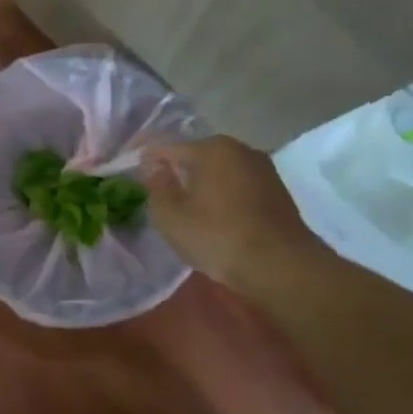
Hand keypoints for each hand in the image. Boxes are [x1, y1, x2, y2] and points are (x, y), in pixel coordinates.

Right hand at [140, 136, 323, 287]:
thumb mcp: (170, 216)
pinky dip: (223, 195)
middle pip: (196, 155)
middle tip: (158, 192)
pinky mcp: (277, 191)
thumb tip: (153, 166)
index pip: (166, 146)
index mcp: (210, 148)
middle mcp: (239, 148)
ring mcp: (263, 168)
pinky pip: (238, 185)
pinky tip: (216, 216)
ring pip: (219, 171)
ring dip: (202, 184)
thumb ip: (156, 185)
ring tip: (187, 207)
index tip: (130, 172)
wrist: (282, 267)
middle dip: (176, 170)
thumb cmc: (218, 236)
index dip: (146, 159)